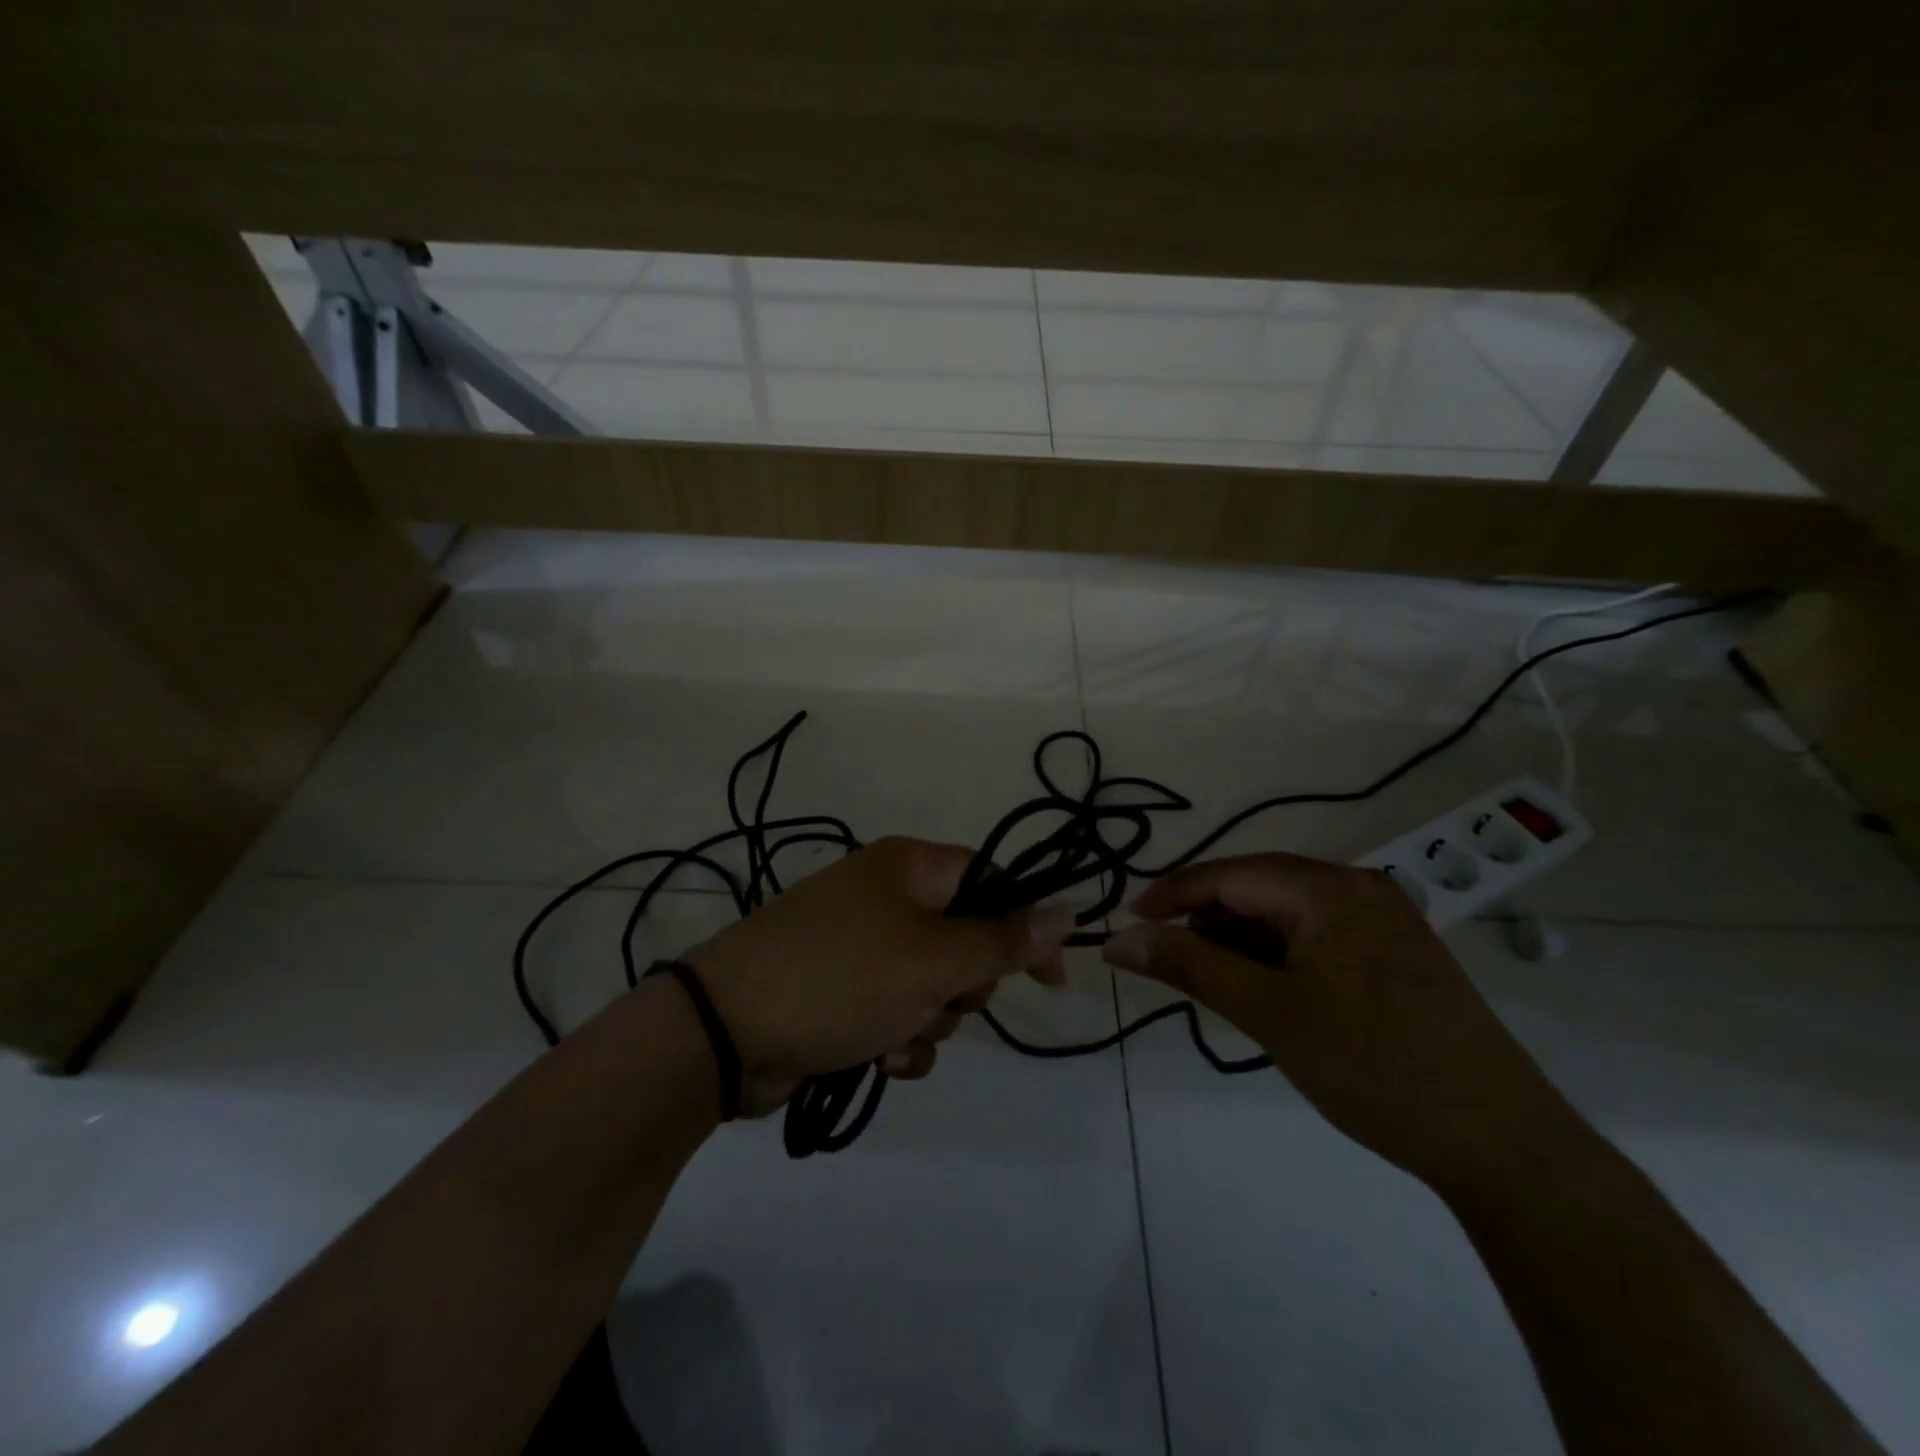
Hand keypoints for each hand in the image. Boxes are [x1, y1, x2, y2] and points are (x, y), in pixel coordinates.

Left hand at [685, 837, 1075, 1114]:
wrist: (727, 1032)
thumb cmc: (842, 977)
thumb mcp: (934, 959)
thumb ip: (1004, 940)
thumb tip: (1068, 910)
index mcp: (909, 868)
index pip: (992, 882)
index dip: (1025, 926)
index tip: (1052, 977)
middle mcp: (886, 898)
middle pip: (965, 939)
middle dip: (965, 984)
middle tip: (944, 997)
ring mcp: (862, 946)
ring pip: (935, 986)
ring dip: (932, 1021)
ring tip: (899, 1033)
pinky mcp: (843, 992)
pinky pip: (899, 1013)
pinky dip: (900, 1039)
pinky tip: (880, 1058)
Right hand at [1103, 852, 1590, 1195]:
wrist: (1503, 1145)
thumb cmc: (1374, 1067)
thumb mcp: (1268, 1012)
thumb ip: (1188, 965)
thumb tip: (1117, 939)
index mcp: (1330, 889)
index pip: (1229, 874)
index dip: (1171, 894)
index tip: (1127, 924)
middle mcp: (1359, 890)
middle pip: (1257, 890)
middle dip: (1207, 922)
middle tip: (1169, 963)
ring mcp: (1384, 922)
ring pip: (1286, 916)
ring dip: (1242, 943)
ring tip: (1217, 987)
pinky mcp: (1396, 956)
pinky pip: (1316, 939)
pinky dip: (1278, 959)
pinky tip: (1267, 995)